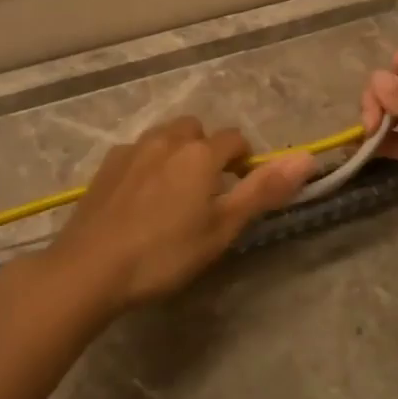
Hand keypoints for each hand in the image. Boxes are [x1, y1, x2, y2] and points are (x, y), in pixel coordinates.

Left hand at [46, 117, 313, 314]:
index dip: (243, 162)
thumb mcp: (222, 229)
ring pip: (166, 137)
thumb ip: (263, 190)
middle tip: (205, 194)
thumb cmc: (165, 253)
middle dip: (207, 151)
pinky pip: (137, 152)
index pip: (236, 140)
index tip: (237, 193)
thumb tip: (307, 157)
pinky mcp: (107, 165)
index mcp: (201, 153)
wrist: (90, 268)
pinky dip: (147, 164)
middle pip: (198, 130)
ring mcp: (133, 149)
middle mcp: (168, 139)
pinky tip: (139, 199)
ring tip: (172, 195)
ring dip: (176, 153)